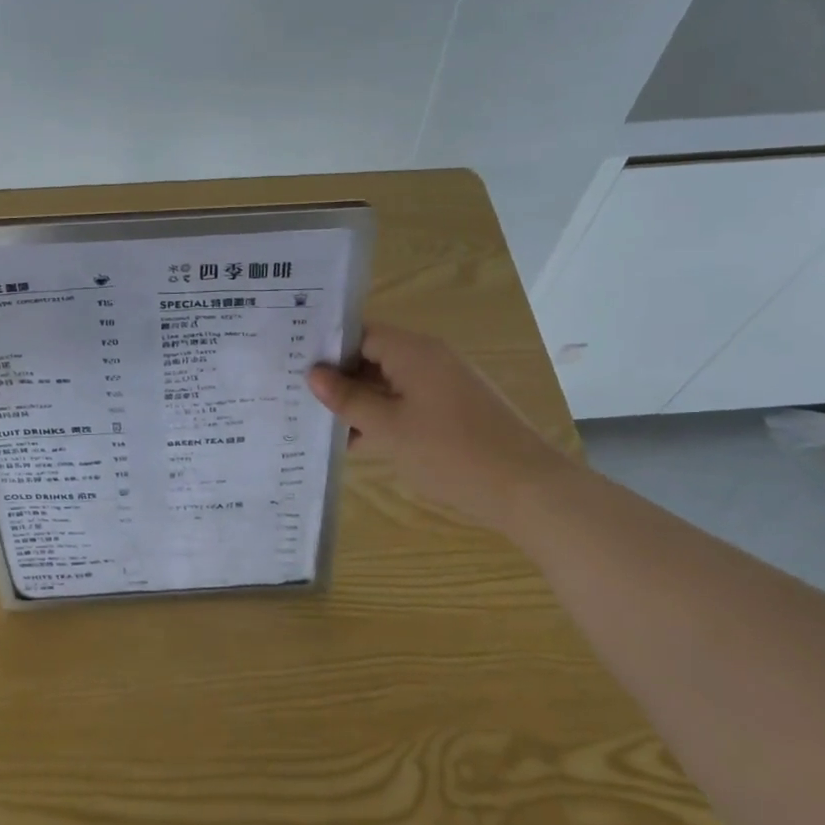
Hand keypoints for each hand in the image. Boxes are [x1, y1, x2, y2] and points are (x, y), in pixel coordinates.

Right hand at [308, 322, 572, 532]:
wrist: (528, 490)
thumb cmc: (451, 453)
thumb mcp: (389, 429)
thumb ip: (348, 400)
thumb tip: (313, 374)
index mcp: (414, 351)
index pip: (359, 334)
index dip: (327, 349)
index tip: (295, 368)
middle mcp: (430, 358)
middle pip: (374, 356)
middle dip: (340, 378)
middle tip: (300, 398)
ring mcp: (445, 384)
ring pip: (390, 383)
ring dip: (361, 402)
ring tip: (321, 424)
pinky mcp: (456, 410)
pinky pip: (409, 401)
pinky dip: (385, 416)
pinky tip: (358, 443)